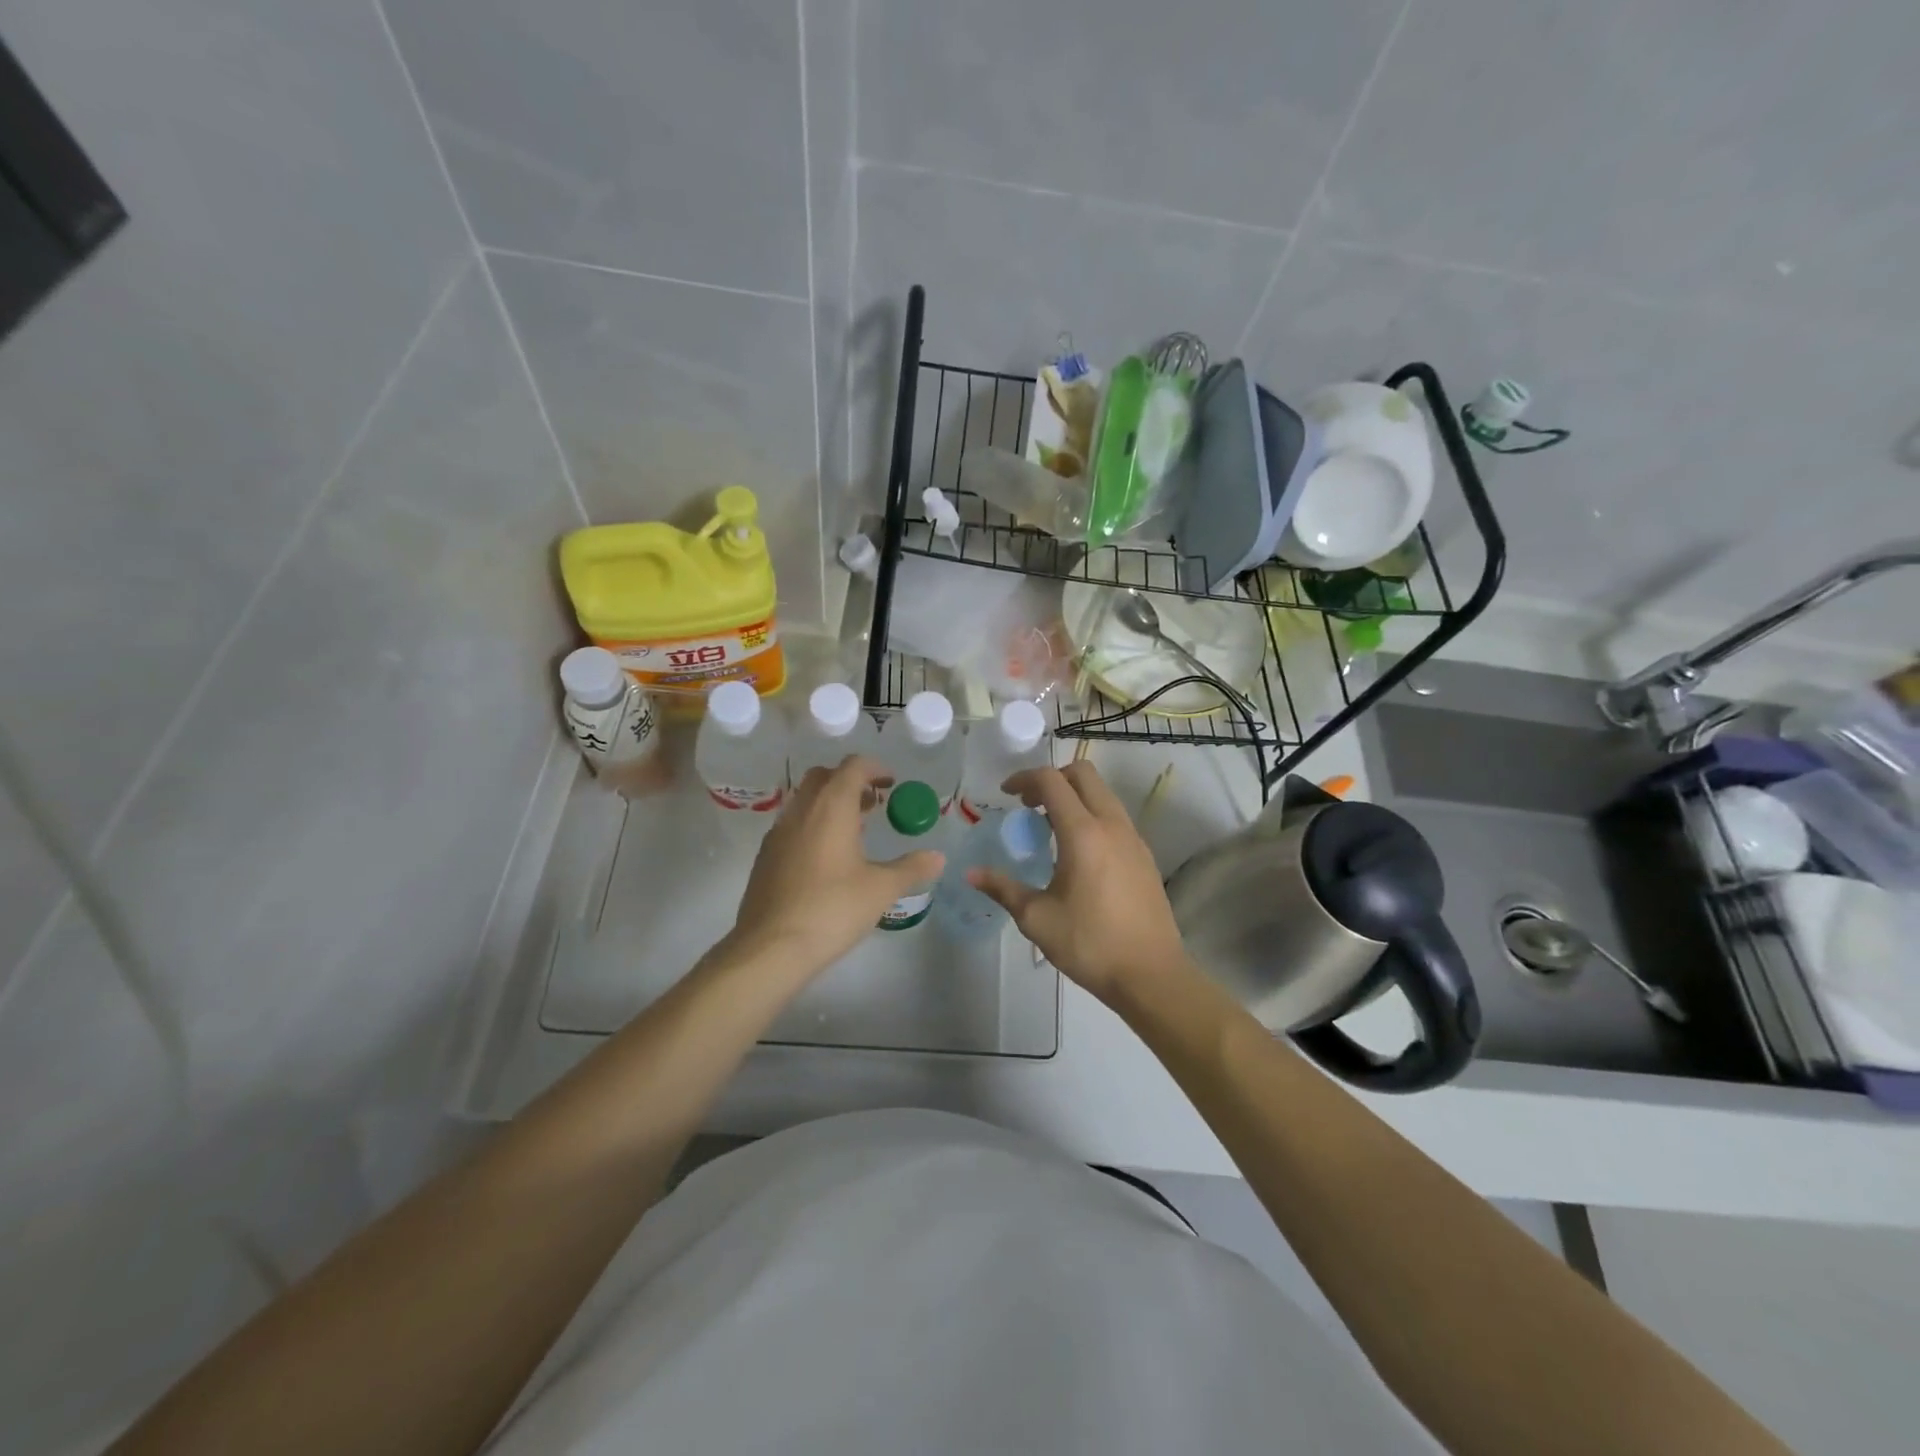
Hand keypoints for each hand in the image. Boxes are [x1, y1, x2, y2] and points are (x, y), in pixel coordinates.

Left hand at [728, 755, 945, 976]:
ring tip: (854, 831)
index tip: (892, 783)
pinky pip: (792, 825)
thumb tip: (938, 857)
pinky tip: (827, 859)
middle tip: (873, 804)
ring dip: (829, 804)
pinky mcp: (765, 857)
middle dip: (849, 781)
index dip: (875, 768)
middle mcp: (801, 811)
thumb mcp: (881, 889)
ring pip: (805, 801)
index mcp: (830, 808)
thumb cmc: (832, 909)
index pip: (852, 767)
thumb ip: (911, 868)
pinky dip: (812, 825)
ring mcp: (777, 833)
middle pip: (823, 777)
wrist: (770, 947)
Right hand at [969, 763, 1189, 1003]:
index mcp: (1083, 833)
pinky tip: (1077, 853)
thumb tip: (971, 874)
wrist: (1151, 975)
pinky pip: (1115, 817)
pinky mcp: (1144, 856)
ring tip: (1049, 828)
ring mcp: (1133, 839)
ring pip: (1102, 794)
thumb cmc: (1090, 944)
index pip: (1052, 781)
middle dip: (1052, 779)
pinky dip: (1091, 816)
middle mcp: (1112, 825)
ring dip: (1073, 797)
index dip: (1024, 778)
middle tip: (1028, 805)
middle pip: (1083, 775)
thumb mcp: (1037, 918)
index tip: (1006, 795)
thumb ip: (1003, 889)